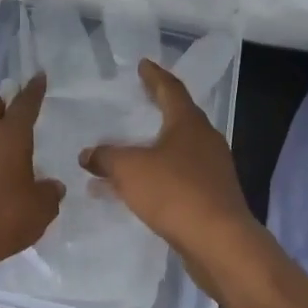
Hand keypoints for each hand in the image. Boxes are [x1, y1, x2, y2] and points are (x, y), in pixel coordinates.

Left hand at [0, 73, 64, 283]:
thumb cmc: (1, 218)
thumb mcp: (40, 210)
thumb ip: (49, 194)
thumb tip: (51, 186)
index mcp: (10, 136)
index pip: (25, 104)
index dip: (34, 90)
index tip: (38, 76)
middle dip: (6, 100)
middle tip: (19, 100)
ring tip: (12, 137)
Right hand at [79, 59, 261, 285]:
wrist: (219, 242)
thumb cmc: (175, 193)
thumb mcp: (129, 170)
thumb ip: (106, 157)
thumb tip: (87, 154)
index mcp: (188, 123)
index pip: (170, 89)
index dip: (154, 77)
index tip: (144, 65)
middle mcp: (205, 140)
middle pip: (179, 117)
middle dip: (158, 109)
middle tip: (139, 101)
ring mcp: (213, 169)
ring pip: (178, 150)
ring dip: (154, 148)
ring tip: (130, 150)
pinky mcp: (213, 196)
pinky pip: (180, 176)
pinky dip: (159, 175)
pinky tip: (140, 189)